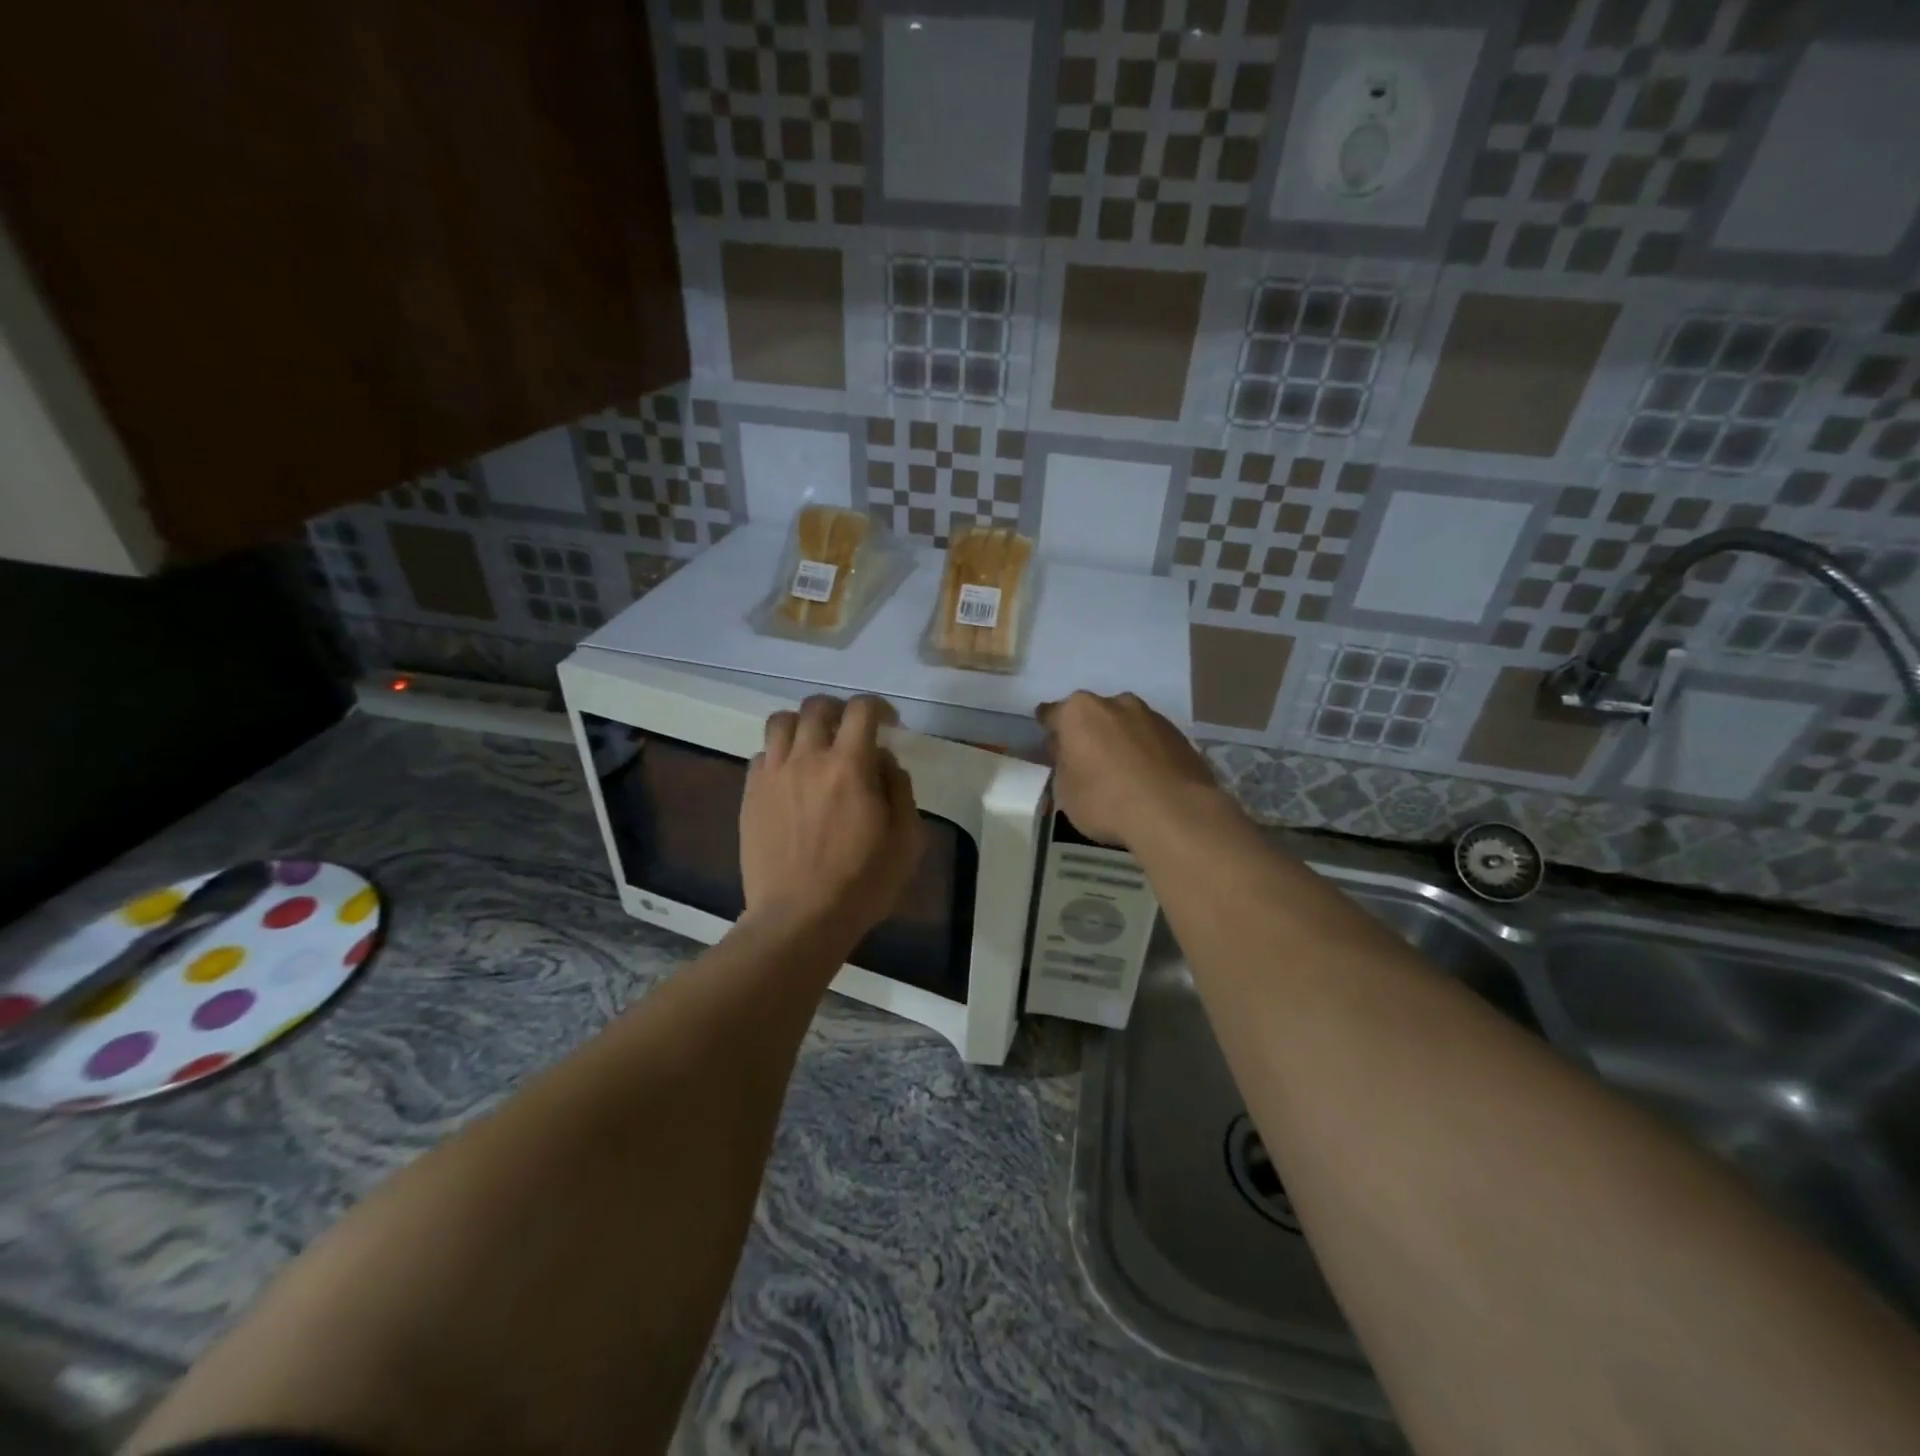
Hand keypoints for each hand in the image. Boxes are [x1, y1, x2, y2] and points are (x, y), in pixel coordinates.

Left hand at [740, 695, 923, 938]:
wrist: (799, 919)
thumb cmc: (862, 883)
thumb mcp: (906, 840)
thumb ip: (899, 789)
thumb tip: (884, 762)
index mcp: (850, 765)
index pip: (861, 710)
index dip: (878, 706)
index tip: (888, 722)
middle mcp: (807, 758)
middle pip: (816, 706)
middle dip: (839, 710)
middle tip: (850, 731)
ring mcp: (772, 775)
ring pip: (780, 722)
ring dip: (802, 724)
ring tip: (814, 745)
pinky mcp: (750, 795)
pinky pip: (761, 755)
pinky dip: (779, 755)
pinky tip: (790, 778)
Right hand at [1037, 691, 1224, 849]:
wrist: (1174, 812)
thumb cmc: (1106, 801)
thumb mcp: (1065, 791)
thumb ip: (1062, 763)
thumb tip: (1068, 750)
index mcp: (1078, 712)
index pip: (1051, 714)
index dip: (1049, 730)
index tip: (1052, 745)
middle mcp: (1114, 702)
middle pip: (1092, 714)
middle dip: (1088, 732)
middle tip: (1087, 760)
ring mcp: (1150, 715)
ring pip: (1124, 723)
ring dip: (1119, 739)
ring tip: (1122, 771)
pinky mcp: (1178, 733)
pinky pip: (1150, 738)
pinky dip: (1144, 751)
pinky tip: (1147, 776)